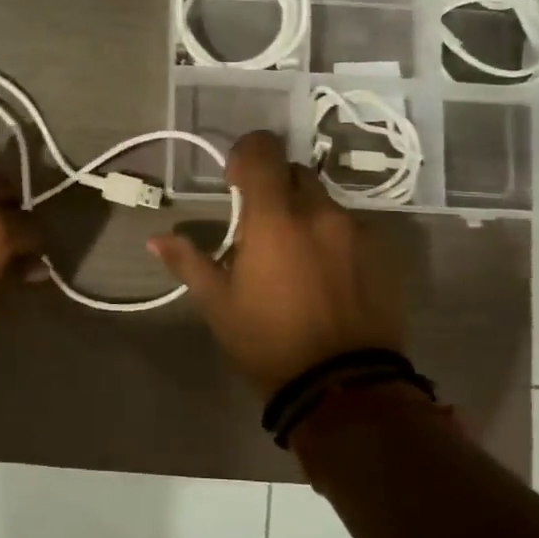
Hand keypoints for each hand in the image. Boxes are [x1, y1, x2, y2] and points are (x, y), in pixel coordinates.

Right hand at [149, 130, 406, 396]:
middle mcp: (319, 213)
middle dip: (274, 186)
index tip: (235, 180)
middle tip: (260, 224)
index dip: (246, 153)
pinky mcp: (382, 254)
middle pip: (295, 173)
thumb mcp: (218, 304)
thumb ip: (188, 262)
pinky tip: (324, 274)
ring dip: (304, 214)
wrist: (342, 386)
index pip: (263, 151)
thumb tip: (156, 239)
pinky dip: (331, 237)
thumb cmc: (268, 341)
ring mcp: (356, 232)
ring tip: (293, 255)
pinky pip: (350, 228)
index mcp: (274, 218)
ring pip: (324, 201)